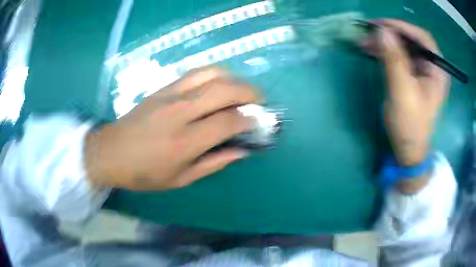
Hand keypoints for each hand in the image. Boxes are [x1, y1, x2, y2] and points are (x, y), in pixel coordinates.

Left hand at [85, 67, 259, 190]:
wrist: (111, 153)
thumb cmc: (144, 173)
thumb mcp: (180, 179)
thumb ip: (214, 163)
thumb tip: (242, 151)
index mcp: (185, 142)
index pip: (228, 122)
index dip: (249, 120)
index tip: (258, 122)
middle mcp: (180, 112)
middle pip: (224, 90)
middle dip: (249, 92)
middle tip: (259, 101)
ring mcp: (170, 95)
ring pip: (211, 74)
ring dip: (233, 79)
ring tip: (240, 90)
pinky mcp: (162, 87)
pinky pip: (194, 72)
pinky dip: (214, 74)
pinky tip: (218, 84)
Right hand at [362, 20, 448, 192]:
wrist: (408, 150)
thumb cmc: (409, 125)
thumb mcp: (402, 92)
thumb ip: (394, 60)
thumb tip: (382, 31)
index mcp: (437, 71)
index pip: (423, 38)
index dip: (402, 27)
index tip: (381, 25)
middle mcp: (432, 68)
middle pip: (413, 40)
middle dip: (391, 34)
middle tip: (370, 32)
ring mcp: (423, 72)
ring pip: (405, 47)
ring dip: (386, 42)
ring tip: (366, 41)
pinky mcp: (414, 77)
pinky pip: (401, 57)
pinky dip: (387, 52)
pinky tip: (374, 51)